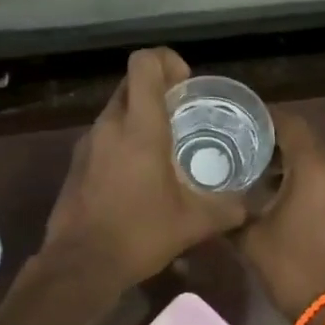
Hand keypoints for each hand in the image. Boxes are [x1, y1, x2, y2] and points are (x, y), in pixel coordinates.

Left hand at [42, 48, 248, 287]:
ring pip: (115, 109)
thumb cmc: (139, 234)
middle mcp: (110, 125)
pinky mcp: (76, 162)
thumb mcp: (193, 223)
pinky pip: (103, 135)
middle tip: (181, 113)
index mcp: (139, 127)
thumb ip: (226, 209)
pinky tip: (138, 173)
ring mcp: (88, 142)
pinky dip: (122, 139)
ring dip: (139, 115)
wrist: (80, 264)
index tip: (185, 85)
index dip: (166, 60)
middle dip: (157, 88)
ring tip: (163, 145)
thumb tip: (248, 206)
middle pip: (130, 82)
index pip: (144, 63)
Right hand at [237, 113, 324, 319]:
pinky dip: (303, 173)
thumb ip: (229, 210)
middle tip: (241, 138)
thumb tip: (209, 198)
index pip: (291, 124)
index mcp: (313, 169)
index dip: (265, 116)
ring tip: (254, 162)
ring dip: (290, 155)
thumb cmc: (290, 266)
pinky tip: (275, 187)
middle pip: (306, 137)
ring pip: (317, 157)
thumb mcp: (249, 236)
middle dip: (275, 135)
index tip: (238, 118)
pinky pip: (324, 176)